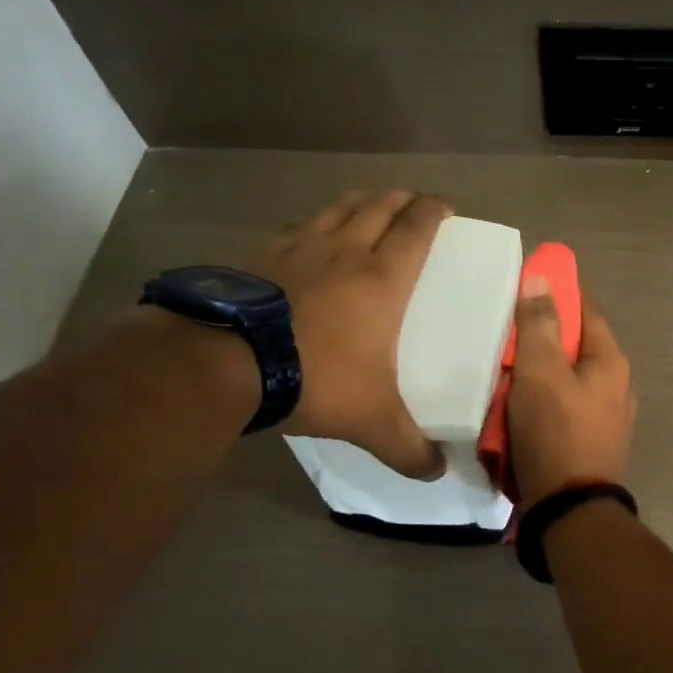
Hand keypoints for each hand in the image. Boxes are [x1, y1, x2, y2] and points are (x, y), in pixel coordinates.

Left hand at [248, 189, 451, 477]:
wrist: (226, 362)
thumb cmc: (315, 377)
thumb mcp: (371, 420)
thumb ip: (408, 448)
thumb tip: (437, 473)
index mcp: (382, 279)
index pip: (417, 229)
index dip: (435, 211)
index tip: (446, 206)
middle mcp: (345, 252)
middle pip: (380, 206)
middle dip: (401, 199)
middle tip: (413, 203)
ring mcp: (299, 248)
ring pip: (338, 208)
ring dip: (360, 201)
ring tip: (368, 205)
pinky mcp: (260, 255)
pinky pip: (297, 226)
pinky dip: (314, 223)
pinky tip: (308, 235)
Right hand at [508, 277, 634, 504]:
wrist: (570, 511)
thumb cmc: (555, 433)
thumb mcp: (541, 372)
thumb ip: (539, 325)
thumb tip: (541, 278)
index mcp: (610, 361)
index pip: (585, 309)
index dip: (557, 293)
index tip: (526, 286)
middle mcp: (617, 385)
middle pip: (575, 347)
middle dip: (542, 340)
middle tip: (506, 338)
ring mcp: (608, 418)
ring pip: (567, 380)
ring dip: (539, 375)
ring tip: (505, 376)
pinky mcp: (592, 443)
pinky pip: (564, 409)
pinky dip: (542, 403)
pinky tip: (518, 411)